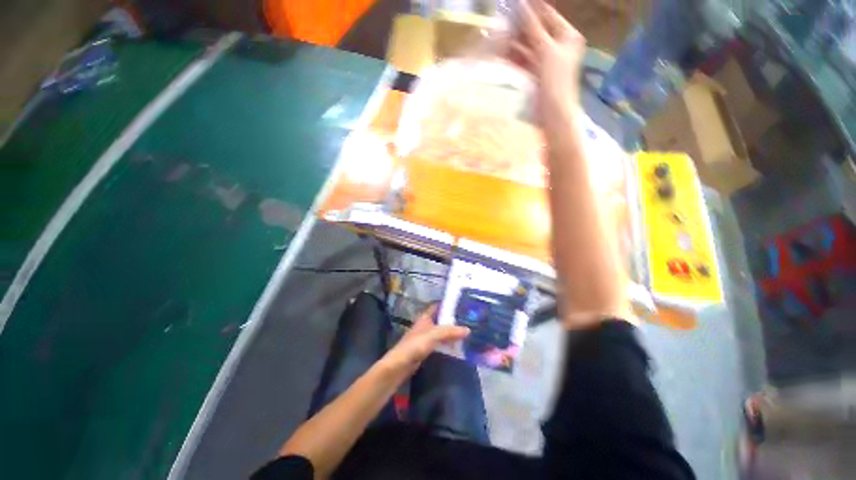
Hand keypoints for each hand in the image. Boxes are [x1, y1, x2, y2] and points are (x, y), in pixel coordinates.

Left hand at [379, 305, 468, 375]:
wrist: (399, 365)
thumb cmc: (414, 345)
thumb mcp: (433, 335)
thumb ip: (449, 331)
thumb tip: (468, 329)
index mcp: (425, 317)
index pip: (438, 306)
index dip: (449, 304)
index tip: (462, 304)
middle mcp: (426, 325)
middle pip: (442, 319)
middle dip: (453, 319)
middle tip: (469, 320)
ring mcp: (426, 337)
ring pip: (442, 332)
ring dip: (452, 332)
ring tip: (468, 332)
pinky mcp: (427, 349)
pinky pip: (441, 343)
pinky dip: (448, 343)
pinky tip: (458, 347)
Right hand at [510, 0, 585, 127]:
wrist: (553, 113)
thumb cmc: (556, 80)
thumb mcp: (546, 50)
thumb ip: (533, 27)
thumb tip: (522, 4)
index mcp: (567, 36)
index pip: (548, 16)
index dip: (532, 9)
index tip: (513, 4)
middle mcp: (558, 46)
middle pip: (536, 31)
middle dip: (520, 28)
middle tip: (502, 22)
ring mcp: (546, 61)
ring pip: (528, 47)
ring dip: (514, 44)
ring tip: (498, 38)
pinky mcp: (535, 75)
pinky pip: (524, 61)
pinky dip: (514, 58)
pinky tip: (502, 54)